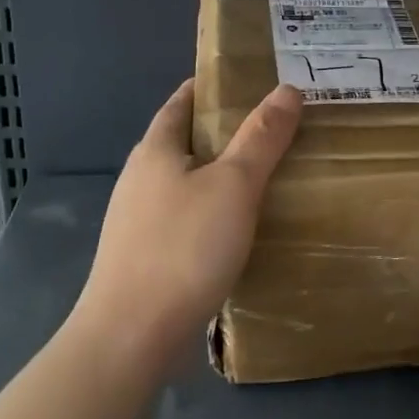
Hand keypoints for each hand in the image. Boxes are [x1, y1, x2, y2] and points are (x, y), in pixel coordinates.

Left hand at [74, 80, 302, 363]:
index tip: (249, 83)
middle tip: (273, 130)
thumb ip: (261, 138)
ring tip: (265, 177)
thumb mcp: (234, 186)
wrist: (131, 335)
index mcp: (156, 150)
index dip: (211, 88)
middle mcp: (140, 179)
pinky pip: (185, 220)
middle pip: (184, 142)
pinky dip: (211, 213)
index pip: (182, 102)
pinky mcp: (144, 257)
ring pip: (185, 184)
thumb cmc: (184, 248)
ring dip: (218, 176)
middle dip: (223, 133)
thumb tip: (287, 89)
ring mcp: (137, 221)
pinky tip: (237, 230)